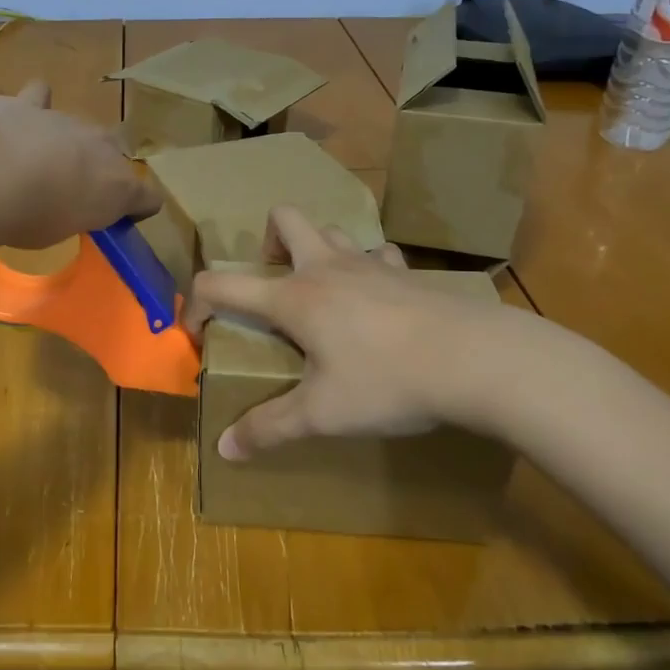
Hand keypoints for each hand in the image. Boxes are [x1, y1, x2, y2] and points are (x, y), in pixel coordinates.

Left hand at [0, 82, 162, 248]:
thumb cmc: (30, 217)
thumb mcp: (59, 232)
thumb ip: (71, 214)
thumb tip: (67, 205)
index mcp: (118, 187)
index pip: (149, 198)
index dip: (138, 208)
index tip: (119, 219)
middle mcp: (102, 147)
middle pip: (115, 154)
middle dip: (100, 168)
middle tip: (73, 190)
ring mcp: (67, 120)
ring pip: (80, 127)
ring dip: (68, 142)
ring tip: (42, 159)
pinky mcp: (29, 103)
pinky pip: (40, 96)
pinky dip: (34, 105)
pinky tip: (22, 114)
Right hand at [184, 206, 556, 459]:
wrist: (474, 360)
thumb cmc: (386, 382)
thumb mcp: (321, 414)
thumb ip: (269, 429)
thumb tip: (224, 450)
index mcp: (292, 297)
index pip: (220, 284)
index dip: (195, 304)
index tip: (196, 333)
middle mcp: (325, 268)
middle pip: (284, 219)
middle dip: (267, 242)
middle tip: (273, 286)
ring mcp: (369, 265)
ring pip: (331, 231)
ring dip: (317, 251)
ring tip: (323, 294)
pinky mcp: (406, 274)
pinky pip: (378, 255)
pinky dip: (367, 268)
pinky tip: (377, 300)